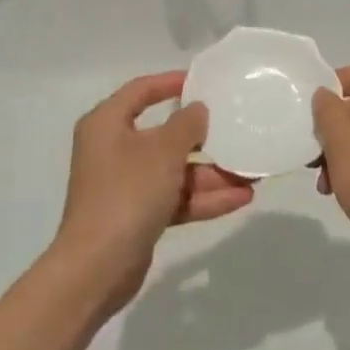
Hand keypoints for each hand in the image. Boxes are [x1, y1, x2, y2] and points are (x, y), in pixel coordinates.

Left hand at [53, 71, 252, 313]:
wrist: (97, 268)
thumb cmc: (127, 193)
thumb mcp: (162, 152)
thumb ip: (186, 125)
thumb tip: (197, 110)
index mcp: (107, 123)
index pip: (141, 90)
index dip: (171, 82)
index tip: (203, 81)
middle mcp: (114, 149)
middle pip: (164, 135)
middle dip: (204, 140)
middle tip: (236, 131)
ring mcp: (126, 185)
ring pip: (174, 171)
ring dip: (211, 174)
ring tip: (253, 174)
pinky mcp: (138, 215)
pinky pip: (174, 198)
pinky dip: (203, 198)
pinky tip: (240, 198)